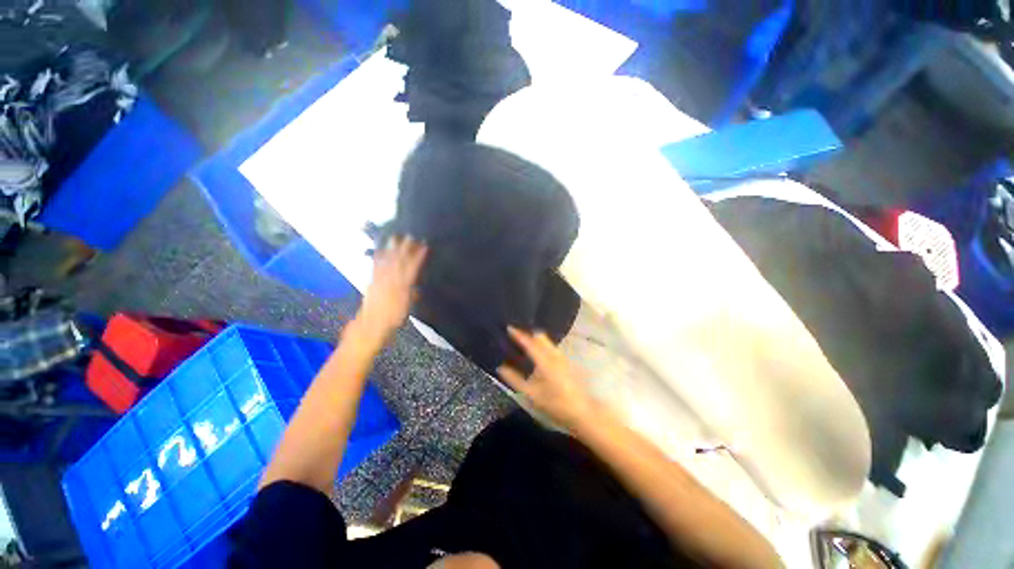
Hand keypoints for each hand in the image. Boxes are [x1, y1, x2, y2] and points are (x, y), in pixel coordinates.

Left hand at [356, 236, 427, 342]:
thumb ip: (412, 294)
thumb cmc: (393, 318)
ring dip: (391, 248)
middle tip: (410, 236)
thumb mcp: (408, 306)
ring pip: (387, 260)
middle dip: (405, 248)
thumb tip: (416, 285)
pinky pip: (375, 266)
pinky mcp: (372, 281)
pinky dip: (377, 257)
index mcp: (402, 286)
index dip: (418, 256)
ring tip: (395, 237)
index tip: (424, 246)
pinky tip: (379, 250)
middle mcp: (391, 280)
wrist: (371, 324)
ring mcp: (380, 279)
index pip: (412, 267)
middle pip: (399, 261)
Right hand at [498, 327, 599, 430]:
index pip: (529, 342)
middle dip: (528, 333)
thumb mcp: (532, 395)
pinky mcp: (567, 362)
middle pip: (540, 337)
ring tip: (524, 344)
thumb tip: (500, 367)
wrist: (583, 412)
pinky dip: (542, 346)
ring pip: (547, 341)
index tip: (509, 327)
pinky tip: (537, 355)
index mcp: (545, 360)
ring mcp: (562, 357)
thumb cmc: (556, 404)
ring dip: (535, 339)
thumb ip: (515, 380)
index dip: (519, 334)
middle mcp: (555, 354)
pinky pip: (551, 347)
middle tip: (515, 335)